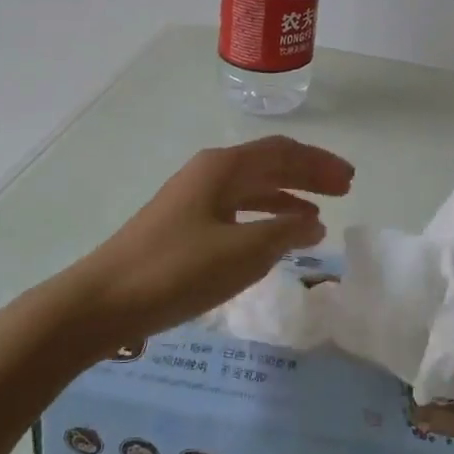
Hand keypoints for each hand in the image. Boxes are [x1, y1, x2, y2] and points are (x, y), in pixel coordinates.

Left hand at [71, 136, 353, 345]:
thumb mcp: (242, 253)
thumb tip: (314, 223)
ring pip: (252, 187)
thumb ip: (284, 233)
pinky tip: (274, 235)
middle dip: (307, 174)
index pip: (283, 153)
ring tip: (316, 215)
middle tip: (343, 189)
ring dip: (287, 196)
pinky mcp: (183, 224)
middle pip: (268, 164)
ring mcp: (193, 198)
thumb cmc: (177, 270)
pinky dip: (263, 216)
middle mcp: (209, 173)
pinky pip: (237, 209)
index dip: (319, 163)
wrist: (103, 301)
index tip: (350, 179)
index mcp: (223, 167)